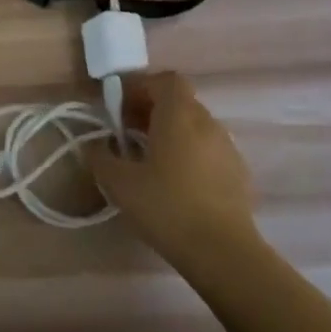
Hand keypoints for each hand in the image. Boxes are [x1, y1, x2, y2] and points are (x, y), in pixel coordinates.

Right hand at [88, 71, 263, 275]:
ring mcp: (227, 146)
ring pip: (195, 126)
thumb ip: (101, 158)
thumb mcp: (120, 184)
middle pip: (179, 101)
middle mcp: (207, 122)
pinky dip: (190, 153)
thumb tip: (92, 145)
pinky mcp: (238, 172)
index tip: (121, 109)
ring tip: (150, 160)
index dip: (141, 87)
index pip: (165, 80)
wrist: (223, 251)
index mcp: (179, 115)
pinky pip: (208, 149)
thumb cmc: (167, 207)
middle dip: (152, 110)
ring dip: (171, 132)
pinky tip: (177, 182)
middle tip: (128, 134)